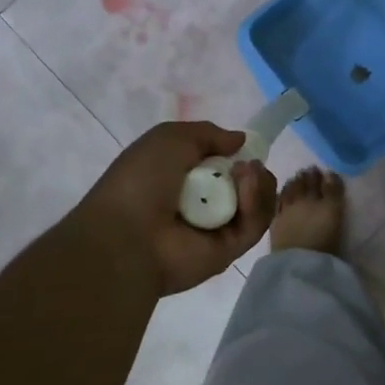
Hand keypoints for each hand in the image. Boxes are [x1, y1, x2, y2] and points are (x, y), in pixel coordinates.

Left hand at [80, 122, 277, 294]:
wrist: (127, 235)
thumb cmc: (141, 181)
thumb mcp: (170, 137)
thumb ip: (208, 133)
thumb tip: (240, 140)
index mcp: (184, 179)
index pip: (224, 166)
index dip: (239, 154)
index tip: (246, 147)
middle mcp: (204, 203)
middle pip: (247, 184)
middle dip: (253, 169)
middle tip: (248, 165)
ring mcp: (219, 228)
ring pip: (257, 203)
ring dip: (258, 183)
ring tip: (247, 173)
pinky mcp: (231, 250)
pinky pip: (254, 225)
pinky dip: (256, 203)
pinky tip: (246, 187)